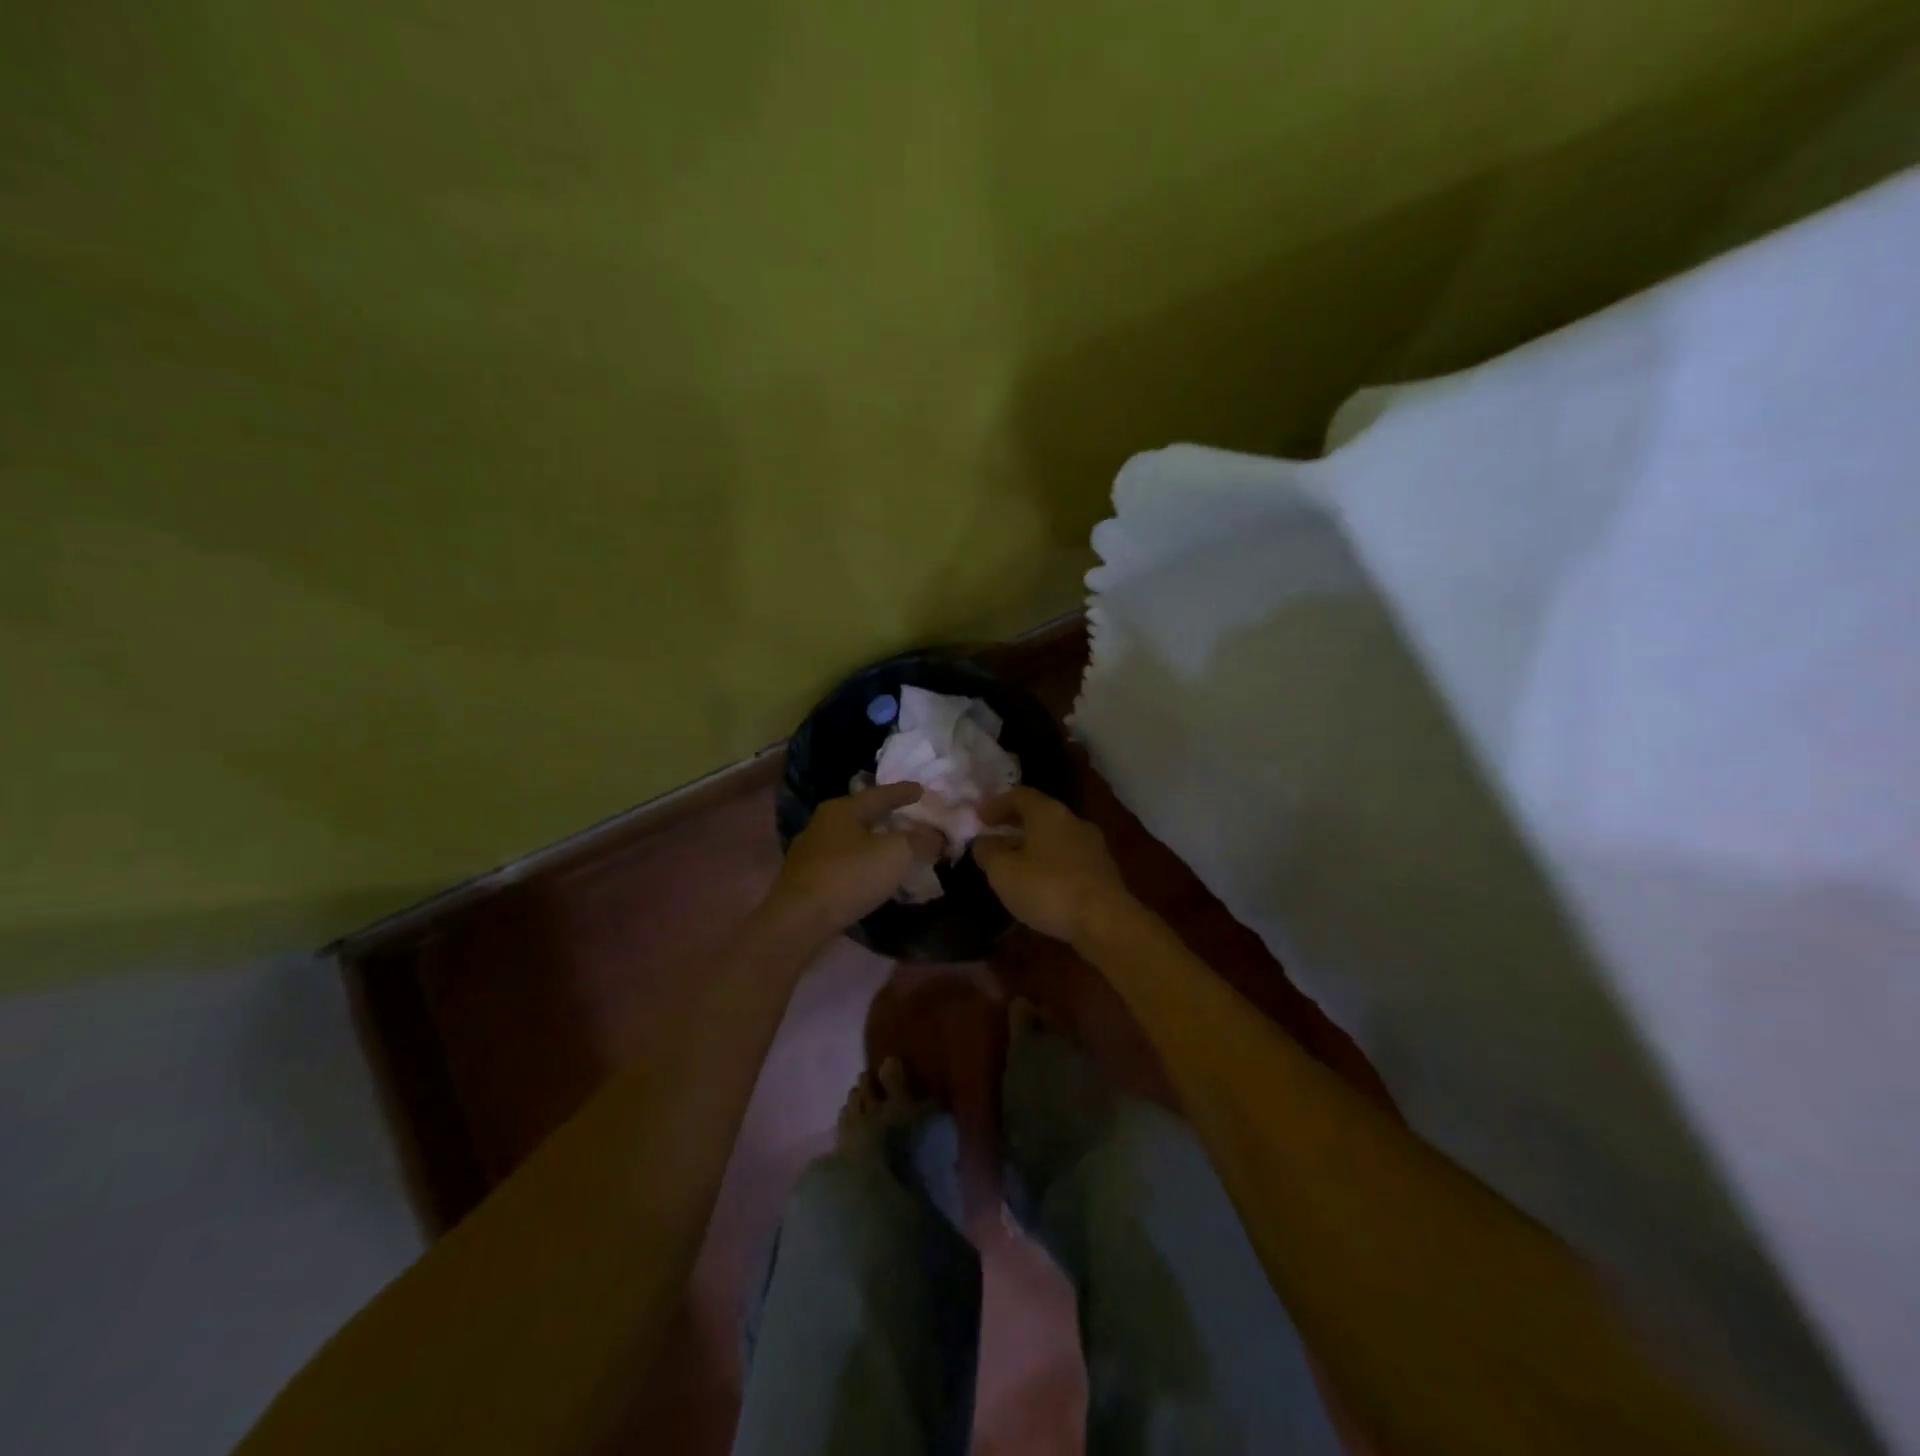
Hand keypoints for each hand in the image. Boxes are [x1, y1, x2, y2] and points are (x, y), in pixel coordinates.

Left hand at [769, 783, 944, 938]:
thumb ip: (919, 841)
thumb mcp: (895, 854)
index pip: (880, 794)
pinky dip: (862, 861)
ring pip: (851, 838)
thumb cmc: (849, 876)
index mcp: (843, 809)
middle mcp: (823, 823)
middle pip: (862, 814)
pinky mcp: (807, 878)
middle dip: (886, 815)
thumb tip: (936, 835)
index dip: (904, 792)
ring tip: (894, 845)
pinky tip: (872, 871)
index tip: (922, 789)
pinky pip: (844, 861)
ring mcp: (812, 851)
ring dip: (873, 840)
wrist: (799, 920)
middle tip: (908, 816)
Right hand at [971, 787, 1134, 946]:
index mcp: (1048, 813)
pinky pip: (1068, 858)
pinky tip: (1039, 882)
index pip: (1020, 795)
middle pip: (1040, 814)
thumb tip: (984, 841)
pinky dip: (1049, 862)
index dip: (996, 803)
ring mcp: (1092, 846)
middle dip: (1015, 823)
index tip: (978, 816)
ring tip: (1013, 862)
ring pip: (1055, 837)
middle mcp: (1073, 821)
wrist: (1106, 922)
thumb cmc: (1048, 888)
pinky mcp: (1103, 871)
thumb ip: (988, 852)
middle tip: (994, 835)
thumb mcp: (1004, 871)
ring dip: (1032, 845)